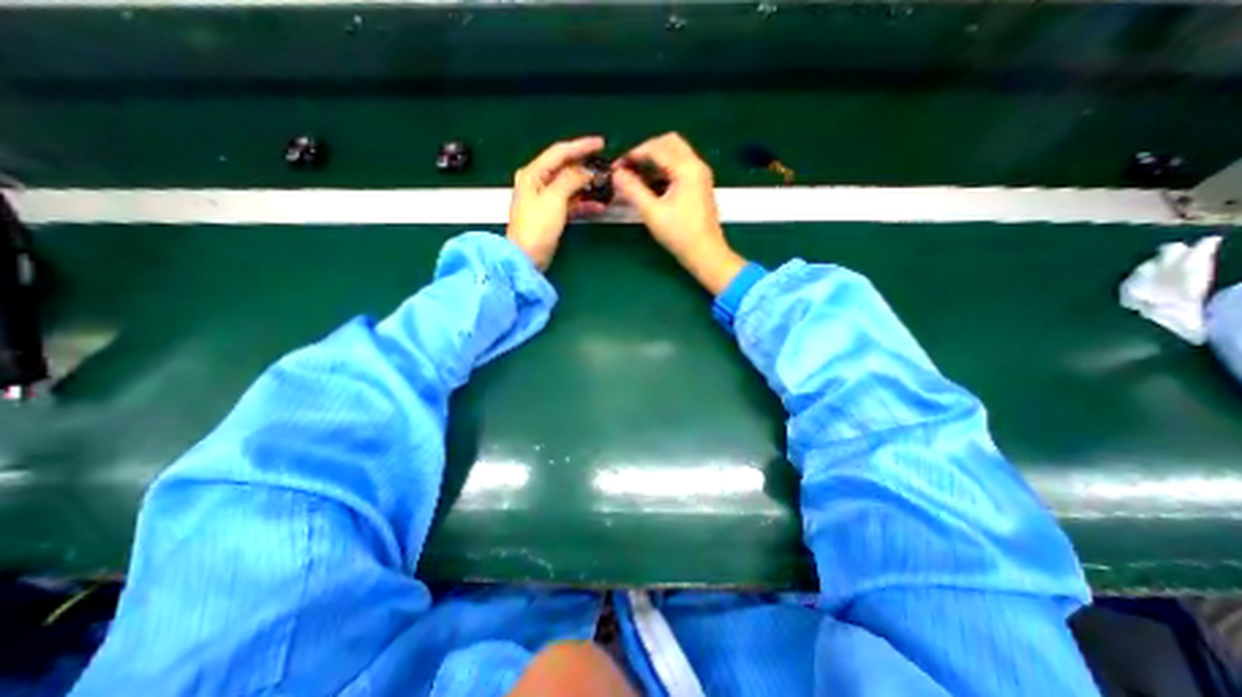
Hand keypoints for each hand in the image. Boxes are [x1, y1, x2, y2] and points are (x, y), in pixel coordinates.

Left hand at [501, 135, 605, 268]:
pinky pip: (571, 204)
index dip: (580, 146)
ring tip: (606, 186)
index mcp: (533, 173)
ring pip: (570, 187)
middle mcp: (538, 182)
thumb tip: (586, 171)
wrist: (527, 258)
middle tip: (605, 166)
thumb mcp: (554, 199)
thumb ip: (570, 180)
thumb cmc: (537, 227)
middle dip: (586, 167)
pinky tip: (599, 206)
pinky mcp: (551, 215)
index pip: (559, 152)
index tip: (601, 143)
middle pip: (565, 168)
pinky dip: (584, 204)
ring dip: (587, 187)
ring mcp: (545, 200)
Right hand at [612, 130, 740, 294]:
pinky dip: (664, 170)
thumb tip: (616, 175)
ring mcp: (700, 175)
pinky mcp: (700, 186)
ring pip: (675, 154)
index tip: (618, 167)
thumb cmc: (680, 234)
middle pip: (668, 143)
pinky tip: (651, 186)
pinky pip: (680, 167)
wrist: (706, 254)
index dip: (634, 154)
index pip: (657, 148)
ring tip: (636, 177)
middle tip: (629, 167)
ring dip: (655, 160)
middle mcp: (696, 165)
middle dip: (646, 151)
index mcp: (687, 168)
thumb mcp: (652, 213)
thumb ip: (633, 190)